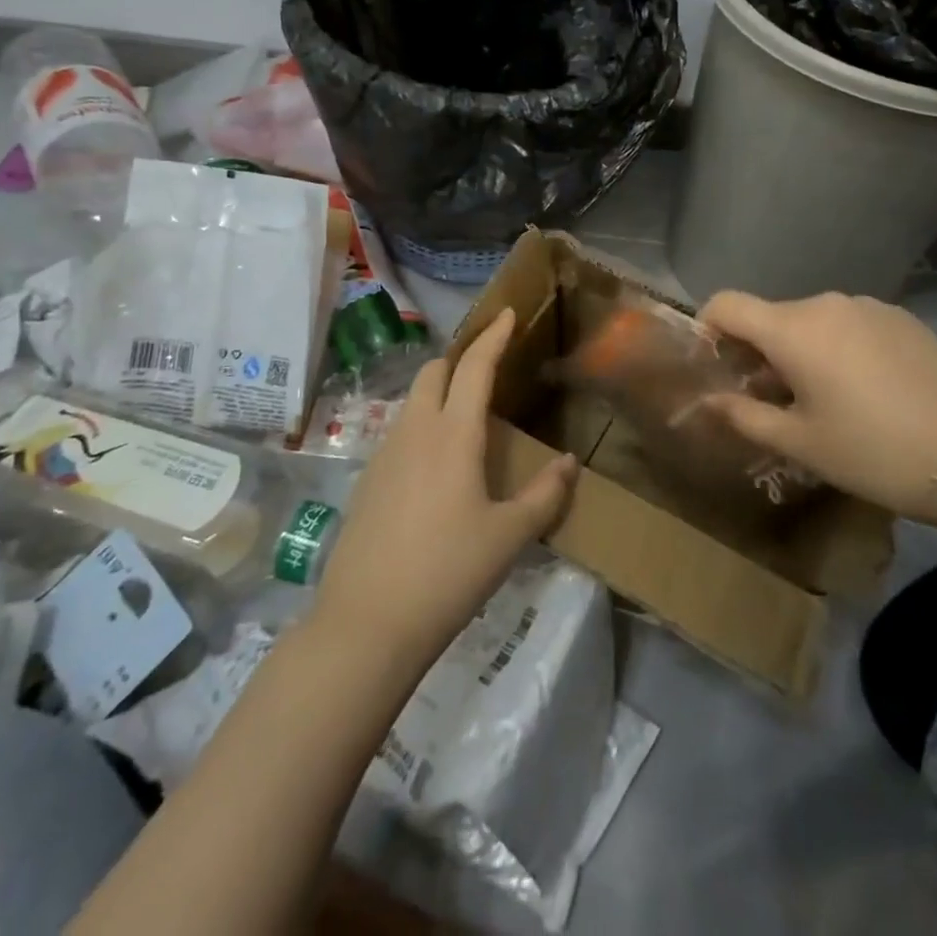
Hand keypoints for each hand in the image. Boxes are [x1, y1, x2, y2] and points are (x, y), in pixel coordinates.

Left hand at [312, 309, 577, 666]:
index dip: (493, 336)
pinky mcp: (367, 481)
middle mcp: (415, 432)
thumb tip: (569, 462)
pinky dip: (422, 424)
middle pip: (434, 372)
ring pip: (413, 401)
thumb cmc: (448, 573)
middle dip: (461, 358)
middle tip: (489, 367)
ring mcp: (384, 454)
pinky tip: (436, 463)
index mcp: (453, 435)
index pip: (475, 367)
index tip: (506, 313)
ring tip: (466, 415)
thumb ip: (545, 495)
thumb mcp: (509, 537)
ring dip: (439, 391)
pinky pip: (399, 432)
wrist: (367, 624)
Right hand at [698, 291, 936, 523]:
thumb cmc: (873, 451)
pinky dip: (838, 348)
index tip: (716, 366)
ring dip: (800, 351)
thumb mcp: (800, 442)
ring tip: (821, 400)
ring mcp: (867, 305)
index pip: (727, 303)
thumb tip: (709, 401)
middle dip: (758, 352)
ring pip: (811, 322)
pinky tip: (863, 390)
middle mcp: (825, 303)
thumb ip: (744, 415)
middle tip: (770, 400)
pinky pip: (849, 324)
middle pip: (770, 316)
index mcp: (793, 329)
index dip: (708, 328)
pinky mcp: (899, 316)